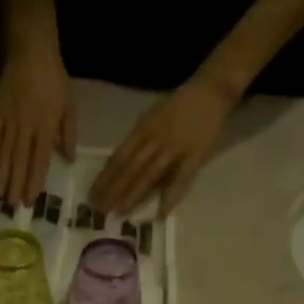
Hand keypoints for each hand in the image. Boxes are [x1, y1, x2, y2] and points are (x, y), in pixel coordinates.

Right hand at [0, 33, 74, 208]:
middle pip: (20, 162)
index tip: (30, 200)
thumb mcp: (68, 104)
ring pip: (5, 154)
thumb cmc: (53, 77)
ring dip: (2, 177)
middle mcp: (26, 126)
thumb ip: (68, 133)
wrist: (30, 48)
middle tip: (12, 207)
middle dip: (16, 186)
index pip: (40, 160)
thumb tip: (68, 159)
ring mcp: (9, 119)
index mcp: (46, 125)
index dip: (34, 181)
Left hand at [88, 73, 239, 217]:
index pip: (118, 158)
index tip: (92, 196)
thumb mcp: (151, 118)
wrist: (211, 91)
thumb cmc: (177, 106)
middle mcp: (155, 140)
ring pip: (149, 176)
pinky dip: (171, 196)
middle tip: (100, 210)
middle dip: (113, 191)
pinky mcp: (194, 156)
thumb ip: (137, 142)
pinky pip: (181, 179)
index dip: (104, 178)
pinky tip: (161, 213)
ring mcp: (175, 149)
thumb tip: (119, 166)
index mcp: (142, 130)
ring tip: (120, 213)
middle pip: (129, 169)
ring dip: (133, 196)